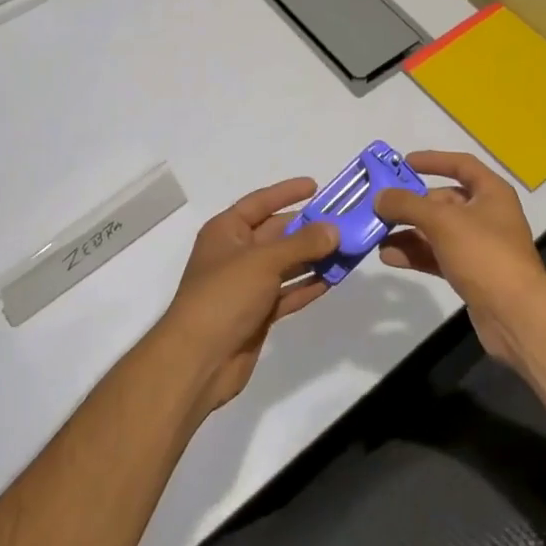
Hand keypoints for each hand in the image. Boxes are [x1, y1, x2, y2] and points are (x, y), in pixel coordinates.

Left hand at [156, 178, 338, 420]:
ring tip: (348, 249)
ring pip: (286, 264)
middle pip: (277, 233)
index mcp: (226, 231)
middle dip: (308, 228)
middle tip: (344, 221)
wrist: (198, 360)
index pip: (260, 202)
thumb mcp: (264, 261)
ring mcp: (247, 285)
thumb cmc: (224, 296)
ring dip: (314, 257)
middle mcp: (236, 253)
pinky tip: (334, 279)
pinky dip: (308, 285)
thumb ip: (302, 243)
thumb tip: (334, 229)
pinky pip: (288, 292)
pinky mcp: (258, 313)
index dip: (286, 192)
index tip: (316, 185)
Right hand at [374, 150, 545, 367]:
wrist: (516, 315)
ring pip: (437, 230)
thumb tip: (380, 197)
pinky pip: (438, 255)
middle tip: (380, 205)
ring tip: (377, 234)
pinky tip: (389, 257)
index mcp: (491, 192)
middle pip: (444, 201)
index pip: (461, 165)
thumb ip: (407, 205)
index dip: (433, 160)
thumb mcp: (442, 221)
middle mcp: (487, 215)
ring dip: (408, 231)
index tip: (404, 163)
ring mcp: (479, 246)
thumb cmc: (484, 253)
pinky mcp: (471, 273)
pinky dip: (415, 254)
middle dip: (411, 203)